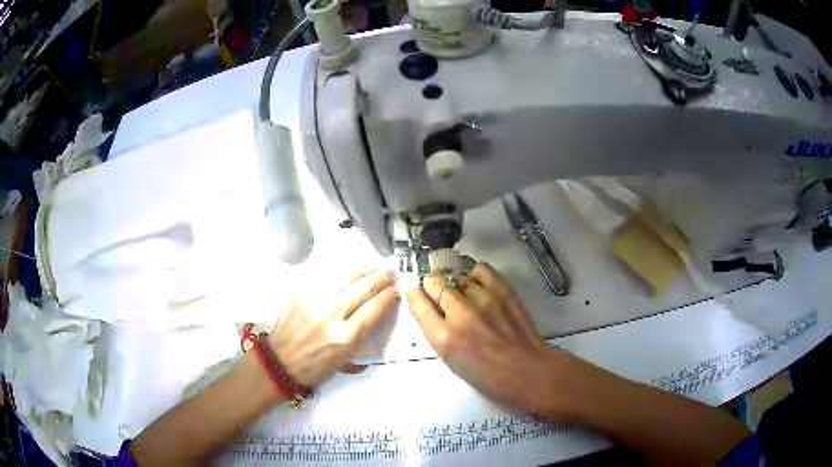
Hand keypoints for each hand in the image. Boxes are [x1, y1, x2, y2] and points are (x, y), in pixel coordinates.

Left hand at [268, 269, 398, 387]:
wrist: (279, 363)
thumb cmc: (315, 368)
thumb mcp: (346, 360)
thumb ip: (363, 337)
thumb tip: (378, 315)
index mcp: (345, 337)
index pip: (375, 308)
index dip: (390, 295)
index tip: (399, 289)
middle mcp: (332, 315)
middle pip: (365, 288)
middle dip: (382, 278)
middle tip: (392, 273)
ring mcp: (315, 300)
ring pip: (347, 277)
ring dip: (366, 270)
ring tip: (376, 267)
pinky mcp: (302, 293)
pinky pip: (328, 278)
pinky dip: (344, 274)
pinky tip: (352, 272)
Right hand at [407, 262, 559, 412]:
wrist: (524, 369)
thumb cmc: (485, 373)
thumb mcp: (450, 359)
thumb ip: (435, 331)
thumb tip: (428, 306)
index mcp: (444, 338)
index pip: (417, 302)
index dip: (414, 294)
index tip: (416, 293)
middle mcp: (460, 314)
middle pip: (435, 282)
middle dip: (433, 286)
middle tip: (440, 294)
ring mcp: (483, 299)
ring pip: (459, 277)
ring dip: (457, 285)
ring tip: (465, 296)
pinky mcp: (502, 290)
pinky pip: (481, 269)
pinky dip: (475, 274)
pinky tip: (478, 284)